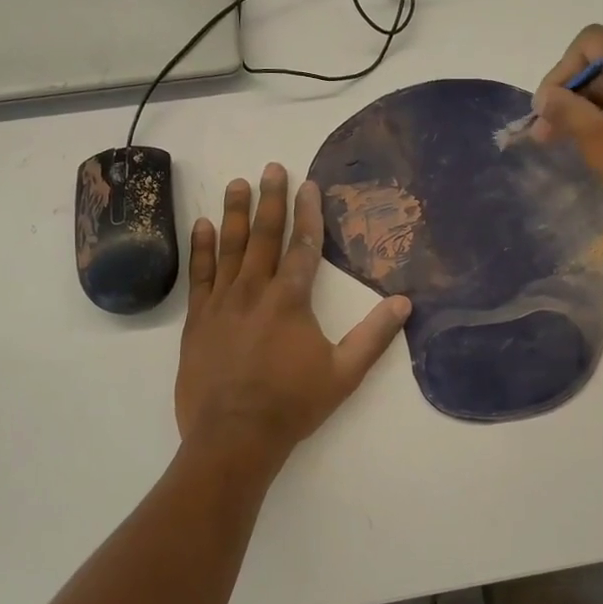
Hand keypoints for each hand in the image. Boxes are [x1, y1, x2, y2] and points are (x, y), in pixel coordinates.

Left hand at [176, 164, 411, 459]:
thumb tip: (404, 303)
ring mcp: (221, 303)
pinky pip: (200, 275)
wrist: (234, 436)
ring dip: (235, 213)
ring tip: (238, 182)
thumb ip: (374, 336)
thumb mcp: (344, 373)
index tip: (308, 184)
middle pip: (264, 236)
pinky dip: (202, 248)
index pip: (304, 246)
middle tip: (271, 167)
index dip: (309, 213)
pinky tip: (203, 225)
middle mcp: (254, 291)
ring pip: (229, 248)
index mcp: (291, 300)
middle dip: (271, 200)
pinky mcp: (197, 320)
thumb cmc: (293, 404)